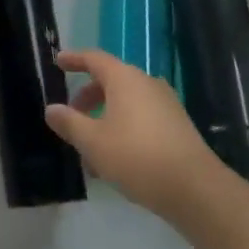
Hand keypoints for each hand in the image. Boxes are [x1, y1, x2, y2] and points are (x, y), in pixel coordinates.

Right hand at [44, 49, 228, 222]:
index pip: (93, 58)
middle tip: (72, 117)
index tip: (58, 62)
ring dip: (105, 119)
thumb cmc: (137, 157)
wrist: (196, 190)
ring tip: (91, 150)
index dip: (74, 59)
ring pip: (126, 103)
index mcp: (124, 78)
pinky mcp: (178, 126)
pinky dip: (124, 128)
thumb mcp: (94, 142)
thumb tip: (51, 109)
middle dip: (87, 97)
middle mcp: (146, 83)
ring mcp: (165, 103)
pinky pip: (142, 117)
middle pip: (110, 81)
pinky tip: (117, 160)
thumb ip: (70, 123)